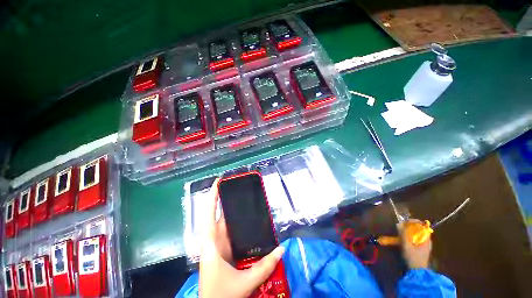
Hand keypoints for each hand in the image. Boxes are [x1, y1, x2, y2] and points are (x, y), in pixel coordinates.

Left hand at [199, 178, 284, 297]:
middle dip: (230, 201)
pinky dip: (239, 225)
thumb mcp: (244, 282)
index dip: (212, 196)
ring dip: (236, 212)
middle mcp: (214, 241)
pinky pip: (232, 233)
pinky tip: (249, 221)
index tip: (218, 181)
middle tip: (243, 188)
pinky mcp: (224, 251)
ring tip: (249, 200)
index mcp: (212, 244)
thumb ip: (264, 266)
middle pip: (220, 215)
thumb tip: (282, 249)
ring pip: (227, 224)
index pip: (209, 214)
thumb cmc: (221, 295)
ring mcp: (219, 246)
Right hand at [397, 220, 431, 268]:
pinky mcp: (421, 250)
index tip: (405, 221)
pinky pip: (415, 239)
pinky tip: (403, 239)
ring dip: (408, 231)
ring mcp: (424, 246)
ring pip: (417, 235)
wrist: (417, 272)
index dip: (414, 222)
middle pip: (419, 230)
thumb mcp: (406, 245)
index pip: (422, 226)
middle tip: (401, 226)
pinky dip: (409, 237)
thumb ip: (403, 234)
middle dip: (409, 226)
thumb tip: (399, 224)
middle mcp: (427, 241)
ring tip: (400, 232)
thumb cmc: (413, 258)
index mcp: (426, 239)